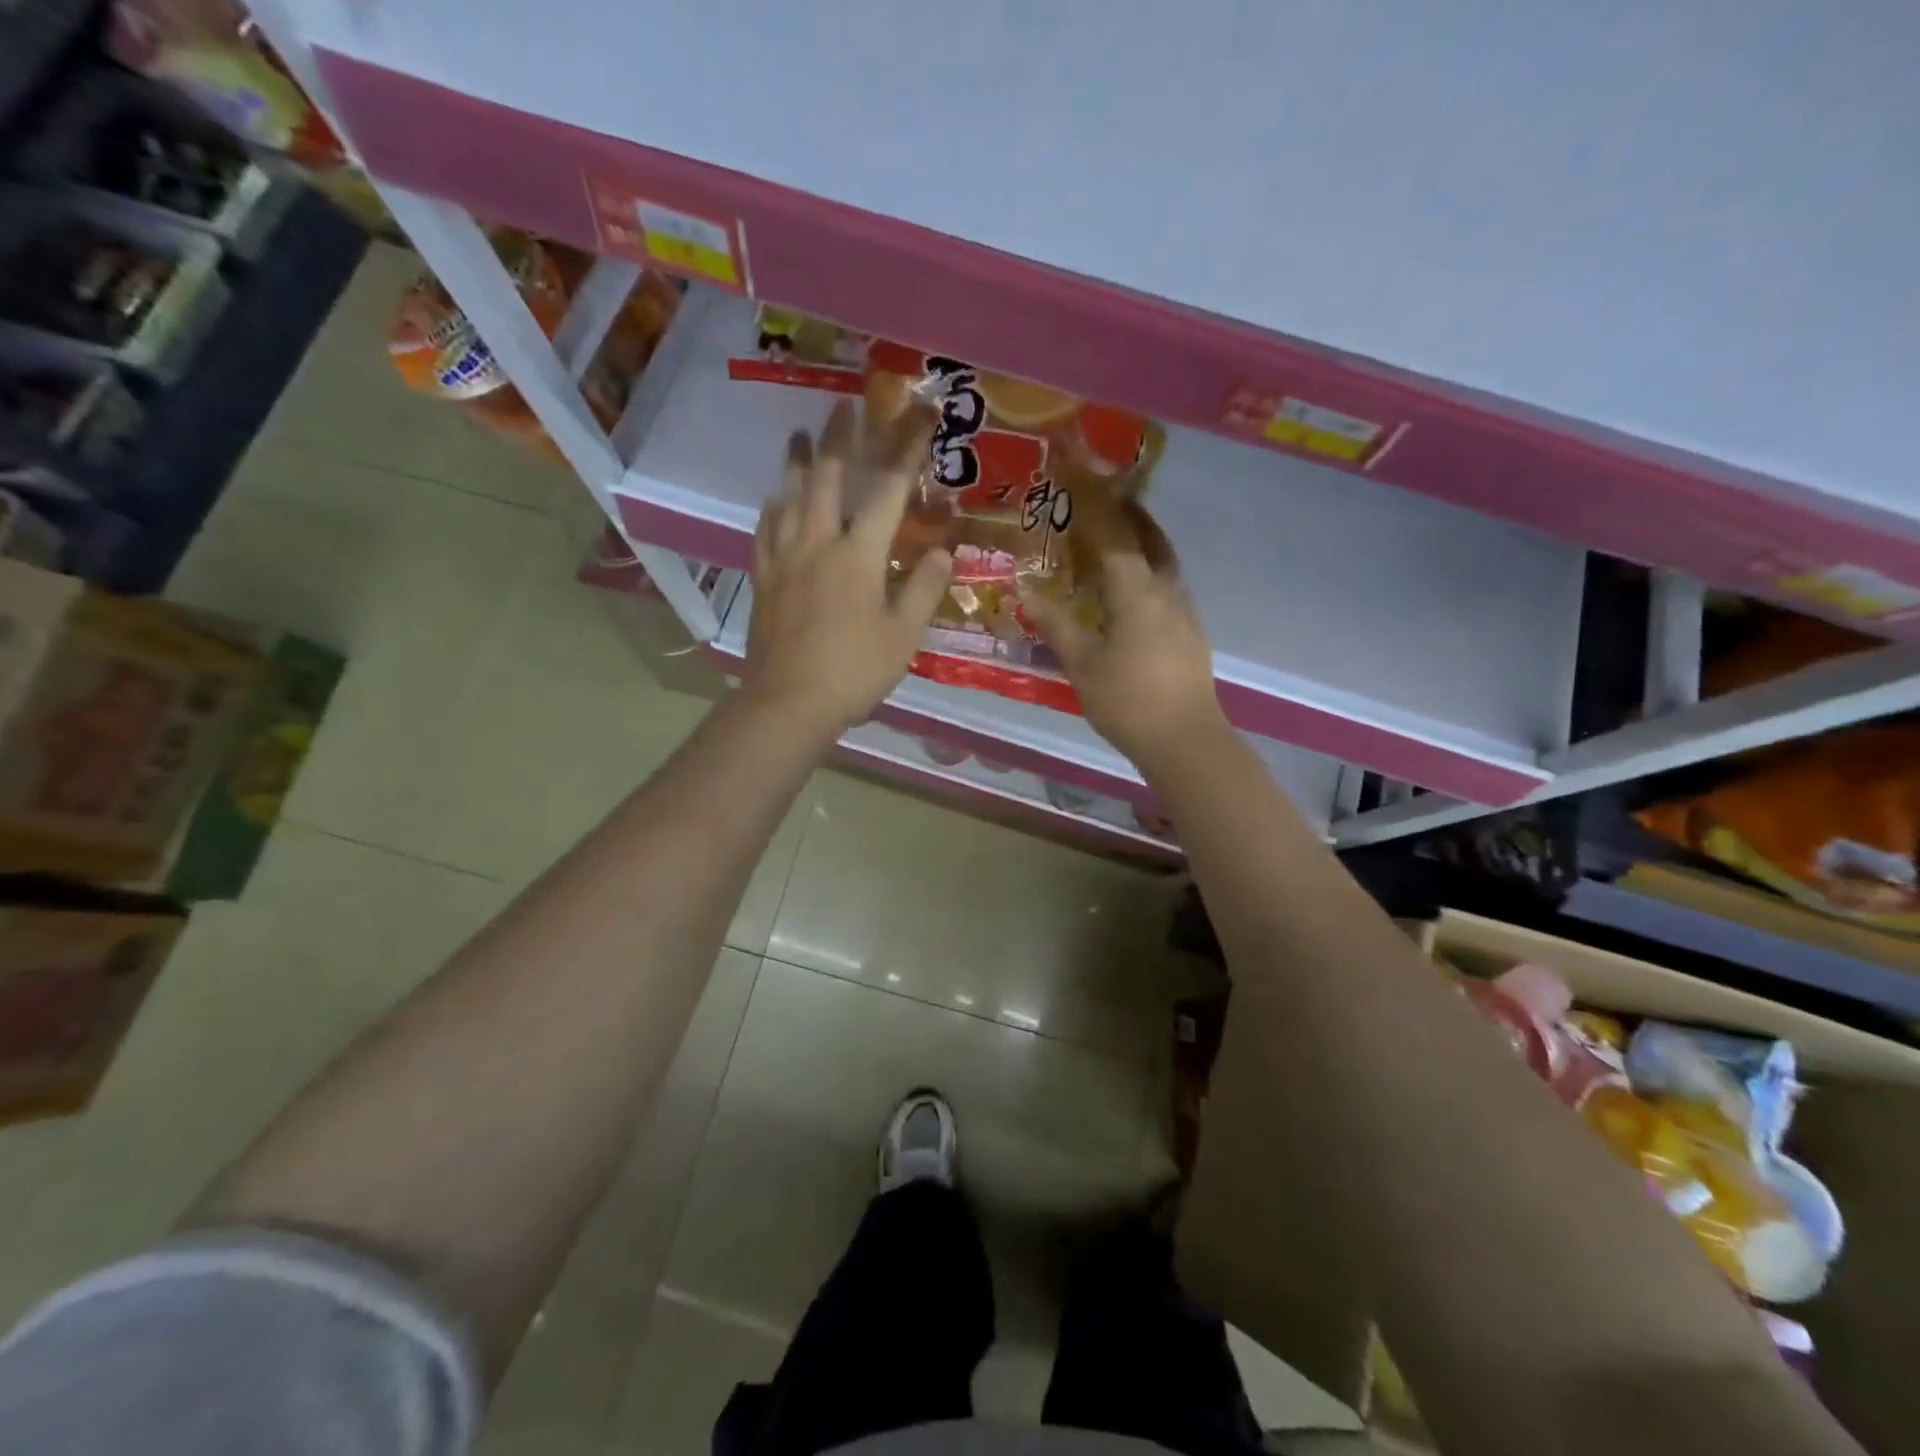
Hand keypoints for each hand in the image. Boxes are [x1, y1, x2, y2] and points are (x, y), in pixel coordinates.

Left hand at [743, 401, 951, 735]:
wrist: (789, 703)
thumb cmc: (854, 671)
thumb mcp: (903, 636)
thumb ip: (922, 590)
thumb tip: (942, 552)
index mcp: (859, 555)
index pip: (889, 492)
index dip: (906, 451)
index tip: (920, 417)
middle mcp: (818, 543)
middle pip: (828, 478)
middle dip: (840, 439)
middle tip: (843, 406)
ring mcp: (784, 559)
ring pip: (789, 497)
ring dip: (797, 463)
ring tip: (800, 436)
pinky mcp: (762, 579)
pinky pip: (765, 531)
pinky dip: (772, 508)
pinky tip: (773, 499)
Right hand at [1019, 514, 1227, 767]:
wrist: (1184, 739)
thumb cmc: (1127, 699)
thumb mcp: (1081, 662)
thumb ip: (1055, 623)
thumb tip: (1025, 591)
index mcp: (1137, 590)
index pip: (1115, 536)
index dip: (1096, 508)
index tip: (1080, 483)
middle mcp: (1166, 590)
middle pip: (1150, 539)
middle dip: (1130, 515)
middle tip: (1106, 498)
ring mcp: (1184, 611)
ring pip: (1164, 563)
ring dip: (1143, 543)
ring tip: (1116, 541)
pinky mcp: (1190, 632)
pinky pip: (1167, 587)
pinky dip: (1149, 573)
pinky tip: (1131, 591)